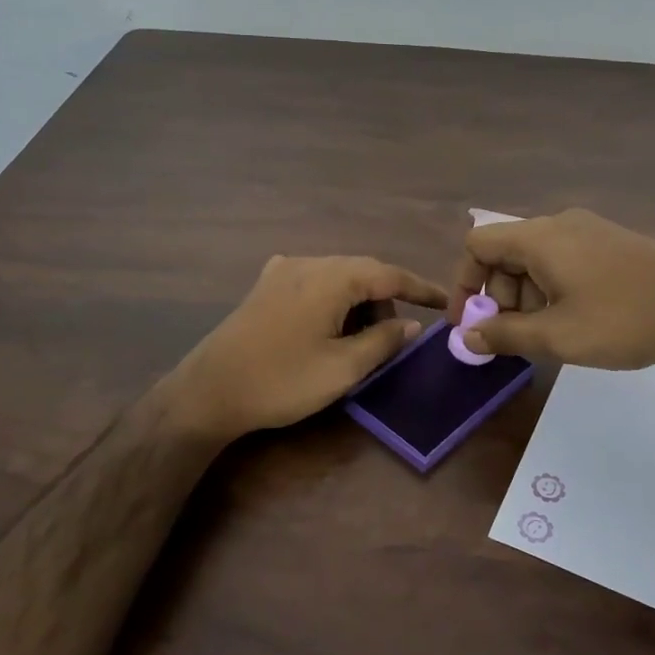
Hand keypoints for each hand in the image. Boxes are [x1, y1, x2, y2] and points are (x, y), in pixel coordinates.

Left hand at [171, 255, 448, 437]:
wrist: (209, 392)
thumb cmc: (282, 381)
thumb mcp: (343, 368)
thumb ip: (383, 342)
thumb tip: (409, 325)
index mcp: (331, 277)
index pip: (389, 275)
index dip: (420, 289)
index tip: (445, 303)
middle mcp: (307, 263)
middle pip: (362, 273)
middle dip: (385, 301)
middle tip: (395, 338)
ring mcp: (281, 271)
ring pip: (337, 278)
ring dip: (357, 303)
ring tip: (359, 342)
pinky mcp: (265, 287)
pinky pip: (314, 284)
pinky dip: (333, 302)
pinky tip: (328, 327)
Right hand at [449, 208, 654, 369]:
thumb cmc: (624, 319)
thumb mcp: (558, 336)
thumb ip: (505, 336)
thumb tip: (466, 337)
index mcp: (540, 237)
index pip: (478, 245)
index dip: (464, 283)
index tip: (469, 325)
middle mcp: (560, 224)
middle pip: (506, 253)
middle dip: (499, 297)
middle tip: (515, 338)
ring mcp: (589, 231)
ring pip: (535, 259)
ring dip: (527, 297)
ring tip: (549, 336)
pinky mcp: (611, 243)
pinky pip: (563, 260)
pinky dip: (552, 289)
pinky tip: (575, 321)